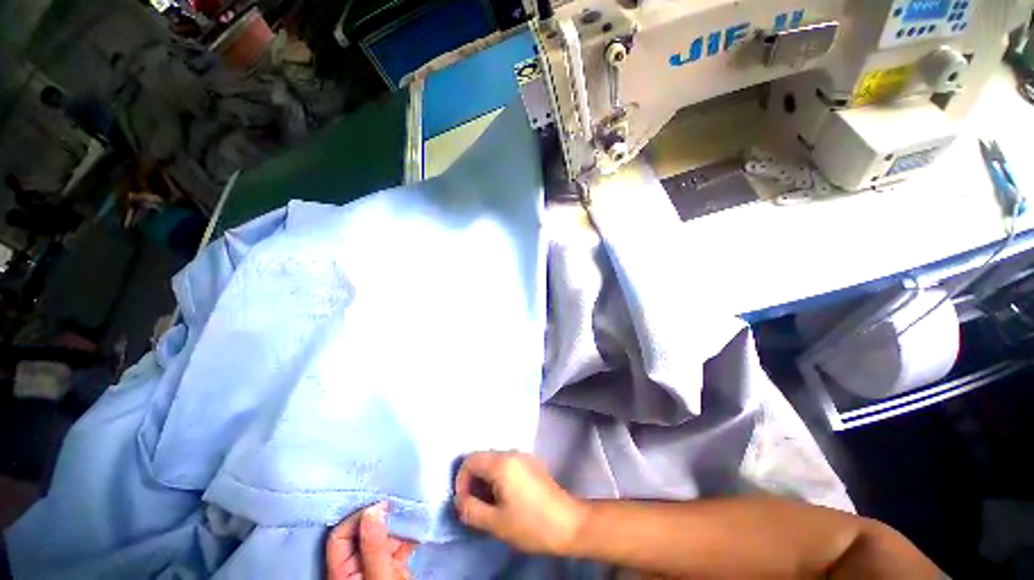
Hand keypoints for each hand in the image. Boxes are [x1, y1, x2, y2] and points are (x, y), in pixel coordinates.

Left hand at [326, 502, 417, 579]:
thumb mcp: (379, 575)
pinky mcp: (392, 567)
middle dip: (381, 515)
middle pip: (363, 532)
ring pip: (382, 535)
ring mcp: (374, 565)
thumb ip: (374, 546)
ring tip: (411, 507)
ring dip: (398, 521)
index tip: (382, 505)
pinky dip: (408, 532)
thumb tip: (372, 510)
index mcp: (341, 571)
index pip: (341, 534)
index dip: (359, 516)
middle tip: (398, 500)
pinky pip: (398, 543)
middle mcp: (355, 566)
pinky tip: (419, 523)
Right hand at [454, 451, 587, 555]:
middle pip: (483, 458)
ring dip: (486, 479)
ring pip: (495, 461)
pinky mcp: (532, 463)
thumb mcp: (496, 523)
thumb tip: (459, 501)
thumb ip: (471, 509)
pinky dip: (499, 477)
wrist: (568, 523)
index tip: (465, 503)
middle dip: (474, 480)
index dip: (461, 480)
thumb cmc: (531, 524)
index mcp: (502, 463)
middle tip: (476, 505)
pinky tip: (506, 497)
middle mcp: (512, 453)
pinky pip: (508, 464)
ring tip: (490, 504)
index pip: (470, 460)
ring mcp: (524, 456)